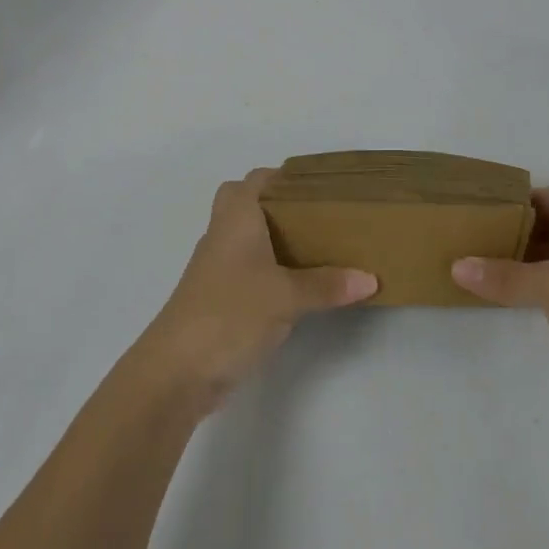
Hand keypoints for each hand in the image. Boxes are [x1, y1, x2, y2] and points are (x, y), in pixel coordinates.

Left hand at [136, 170, 376, 414]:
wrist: (177, 370)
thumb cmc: (229, 313)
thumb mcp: (286, 297)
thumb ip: (327, 285)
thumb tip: (370, 278)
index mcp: (236, 218)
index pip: (256, 180)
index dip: (284, 177)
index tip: (320, 186)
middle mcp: (223, 234)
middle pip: (249, 205)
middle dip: (281, 207)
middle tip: (320, 217)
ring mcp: (218, 268)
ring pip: (249, 239)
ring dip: (277, 240)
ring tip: (321, 246)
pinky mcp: (219, 298)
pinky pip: (249, 270)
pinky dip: (272, 270)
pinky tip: (299, 285)